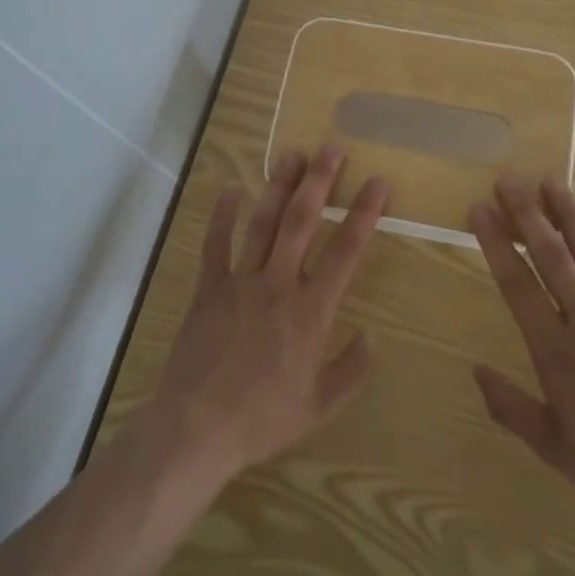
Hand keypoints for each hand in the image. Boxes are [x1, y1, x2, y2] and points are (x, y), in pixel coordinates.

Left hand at [147, 145, 389, 483]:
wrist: (197, 427)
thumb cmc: (263, 418)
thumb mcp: (321, 405)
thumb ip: (352, 369)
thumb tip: (371, 335)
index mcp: (311, 311)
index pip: (345, 251)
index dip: (364, 213)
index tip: (377, 183)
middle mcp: (278, 284)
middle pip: (302, 221)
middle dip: (319, 181)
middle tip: (331, 148)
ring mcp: (240, 281)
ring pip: (263, 222)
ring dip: (279, 186)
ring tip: (292, 153)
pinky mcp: (209, 288)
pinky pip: (216, 243)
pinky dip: (222, 214)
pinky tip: (230, 188)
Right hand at [468, 177, 574, 553]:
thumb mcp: (552, 447)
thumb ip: (510, 406)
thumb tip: (476, 370)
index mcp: (556, 350)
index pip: (517, 284)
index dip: (496, 243)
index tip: (479, 209)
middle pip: (552, 258)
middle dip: (527, 215)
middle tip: (509, 179)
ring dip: (570, 217)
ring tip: (552, 181)